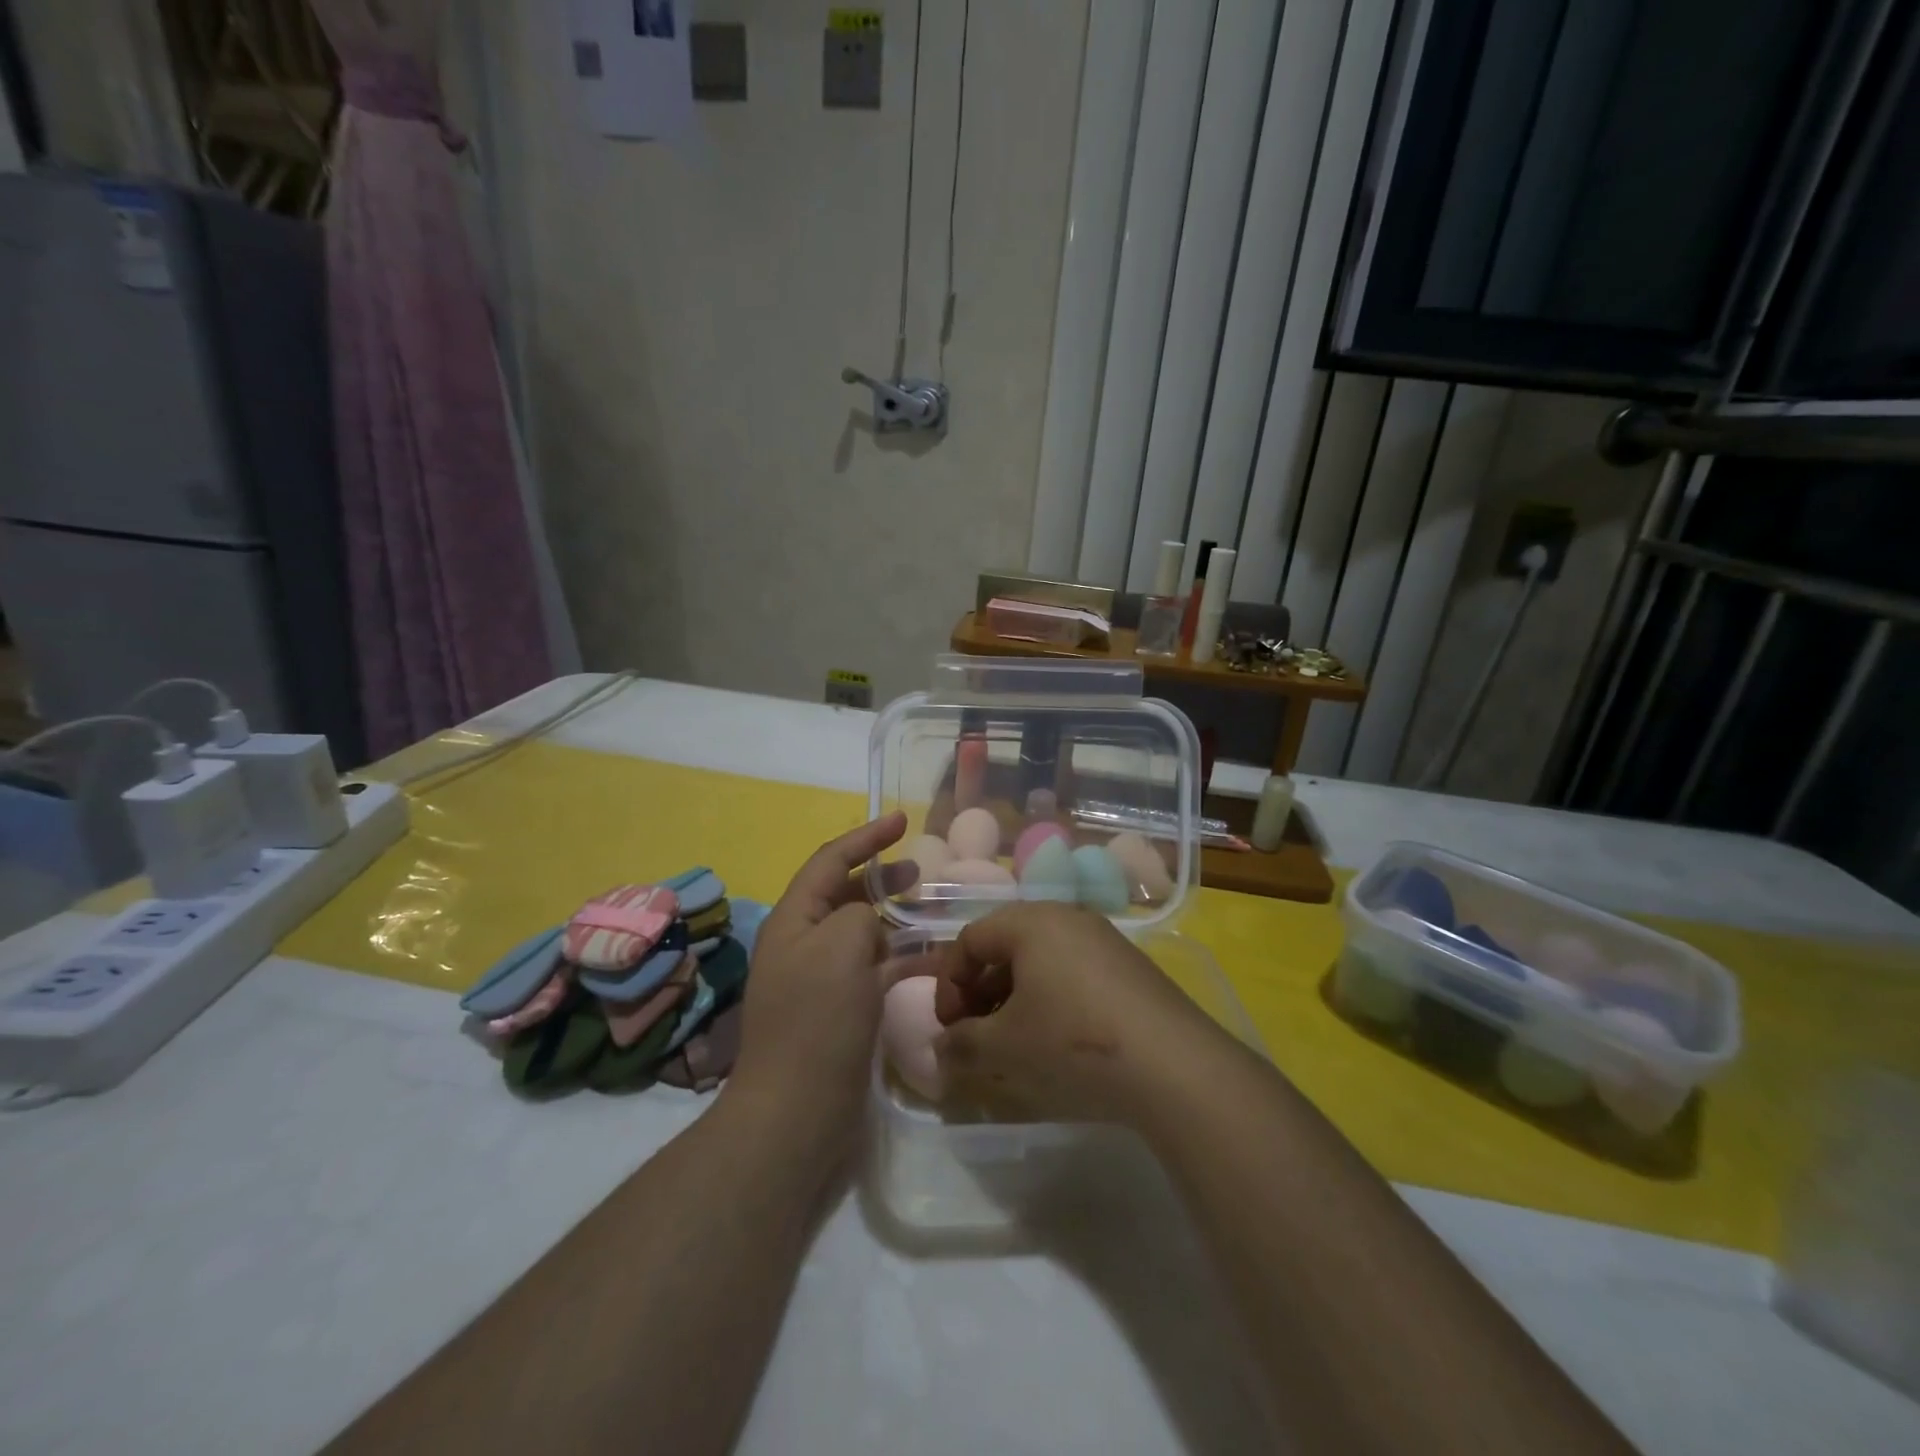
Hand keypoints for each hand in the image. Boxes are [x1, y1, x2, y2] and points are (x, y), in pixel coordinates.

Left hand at [727, 812, 913, 1154]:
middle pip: (844, 894)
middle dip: (881, 877)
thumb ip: (858, 915)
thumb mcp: (840, 946)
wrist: (797, 1112)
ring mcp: (821, 979)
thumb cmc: (816, 1020)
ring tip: (933, 912)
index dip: (866, 837)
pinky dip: (903, 961)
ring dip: (896, 919)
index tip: (902, 820)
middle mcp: (804, 943)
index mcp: (794, 920)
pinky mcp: (841, 1011)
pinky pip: (875, 971)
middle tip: (922, 871)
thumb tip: (869, 926)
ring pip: (864, 933)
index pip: (830, 860)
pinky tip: (936, 963)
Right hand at [931, 903, 1225, 1126]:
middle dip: (981, 990)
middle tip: (976, 1033)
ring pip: (1041, 959)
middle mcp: (1067, 917)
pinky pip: (1073, 971)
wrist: (1172, 1064)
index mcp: (1030, 921)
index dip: (949, 983)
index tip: (948, 1027)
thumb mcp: (1005, 1046)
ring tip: (1014, 1041)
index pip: (970, 939)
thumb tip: (940, 1050)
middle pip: (1006, 945)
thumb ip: (962, 1044)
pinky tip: (1058, 1040)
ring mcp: (1103, 939)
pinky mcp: (1130, 966)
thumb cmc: (1072, 1040)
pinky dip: (1052, 998)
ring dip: (1016, 996)